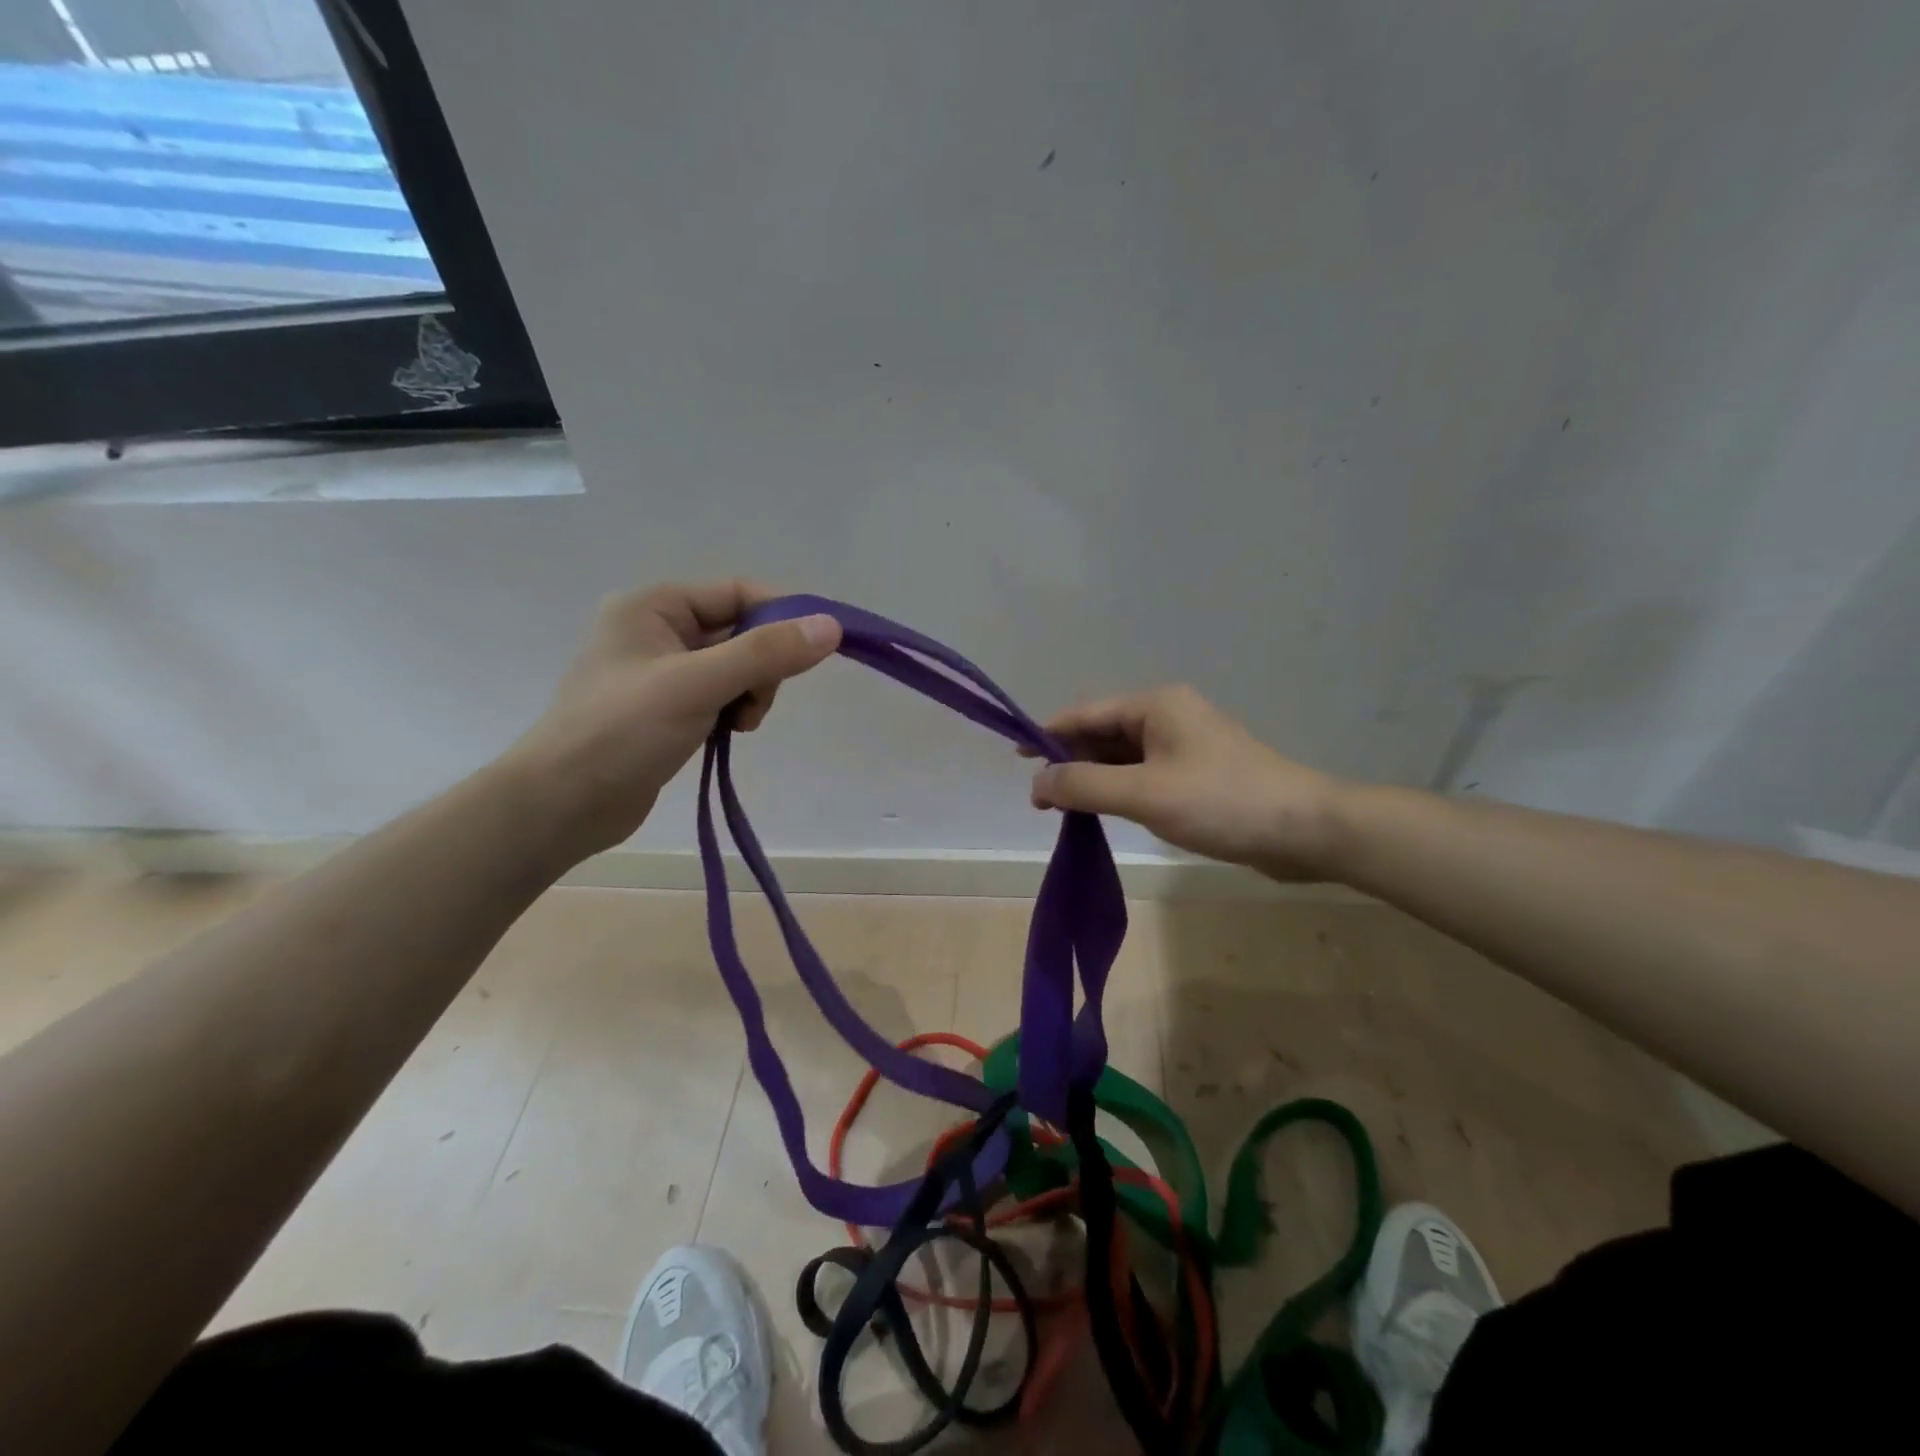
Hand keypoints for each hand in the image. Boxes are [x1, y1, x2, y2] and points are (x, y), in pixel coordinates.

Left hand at [507, 580, 839, 864]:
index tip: (817, 651)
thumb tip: (832, 627)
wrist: (561, 804)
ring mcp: (660, 671)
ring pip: (734, 667)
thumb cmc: (622, 731)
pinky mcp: (665, 708)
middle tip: (754, 705)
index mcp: (654, 605)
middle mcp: (656, 629)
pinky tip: (728, 735)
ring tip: (738, 726)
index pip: (738, 593)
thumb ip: (765, 653)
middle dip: (761, 667)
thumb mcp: (698, 685)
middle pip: (740, 631)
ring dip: (750, 693)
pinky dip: (733, 711)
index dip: (782, 616)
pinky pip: (718, 695)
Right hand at [1029, 685, 1345, 880]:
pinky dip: (1120, 789)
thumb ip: (1085, 785)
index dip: (1046, 735)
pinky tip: (1106, 811)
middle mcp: (1168, 716)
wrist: (1305, 830)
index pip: (1085, 714)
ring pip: (1123, 757)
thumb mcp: (1144, 794)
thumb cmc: (1221, 802)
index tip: (1016, 760)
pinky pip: (1144, 775)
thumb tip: (1038, 781)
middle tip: (1041, 799)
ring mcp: (1185, 745)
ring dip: (1094, 779)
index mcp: (1155, 706)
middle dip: (1070, 762)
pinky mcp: (1198, 774)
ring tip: (1065, 808)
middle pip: (1102, 733)